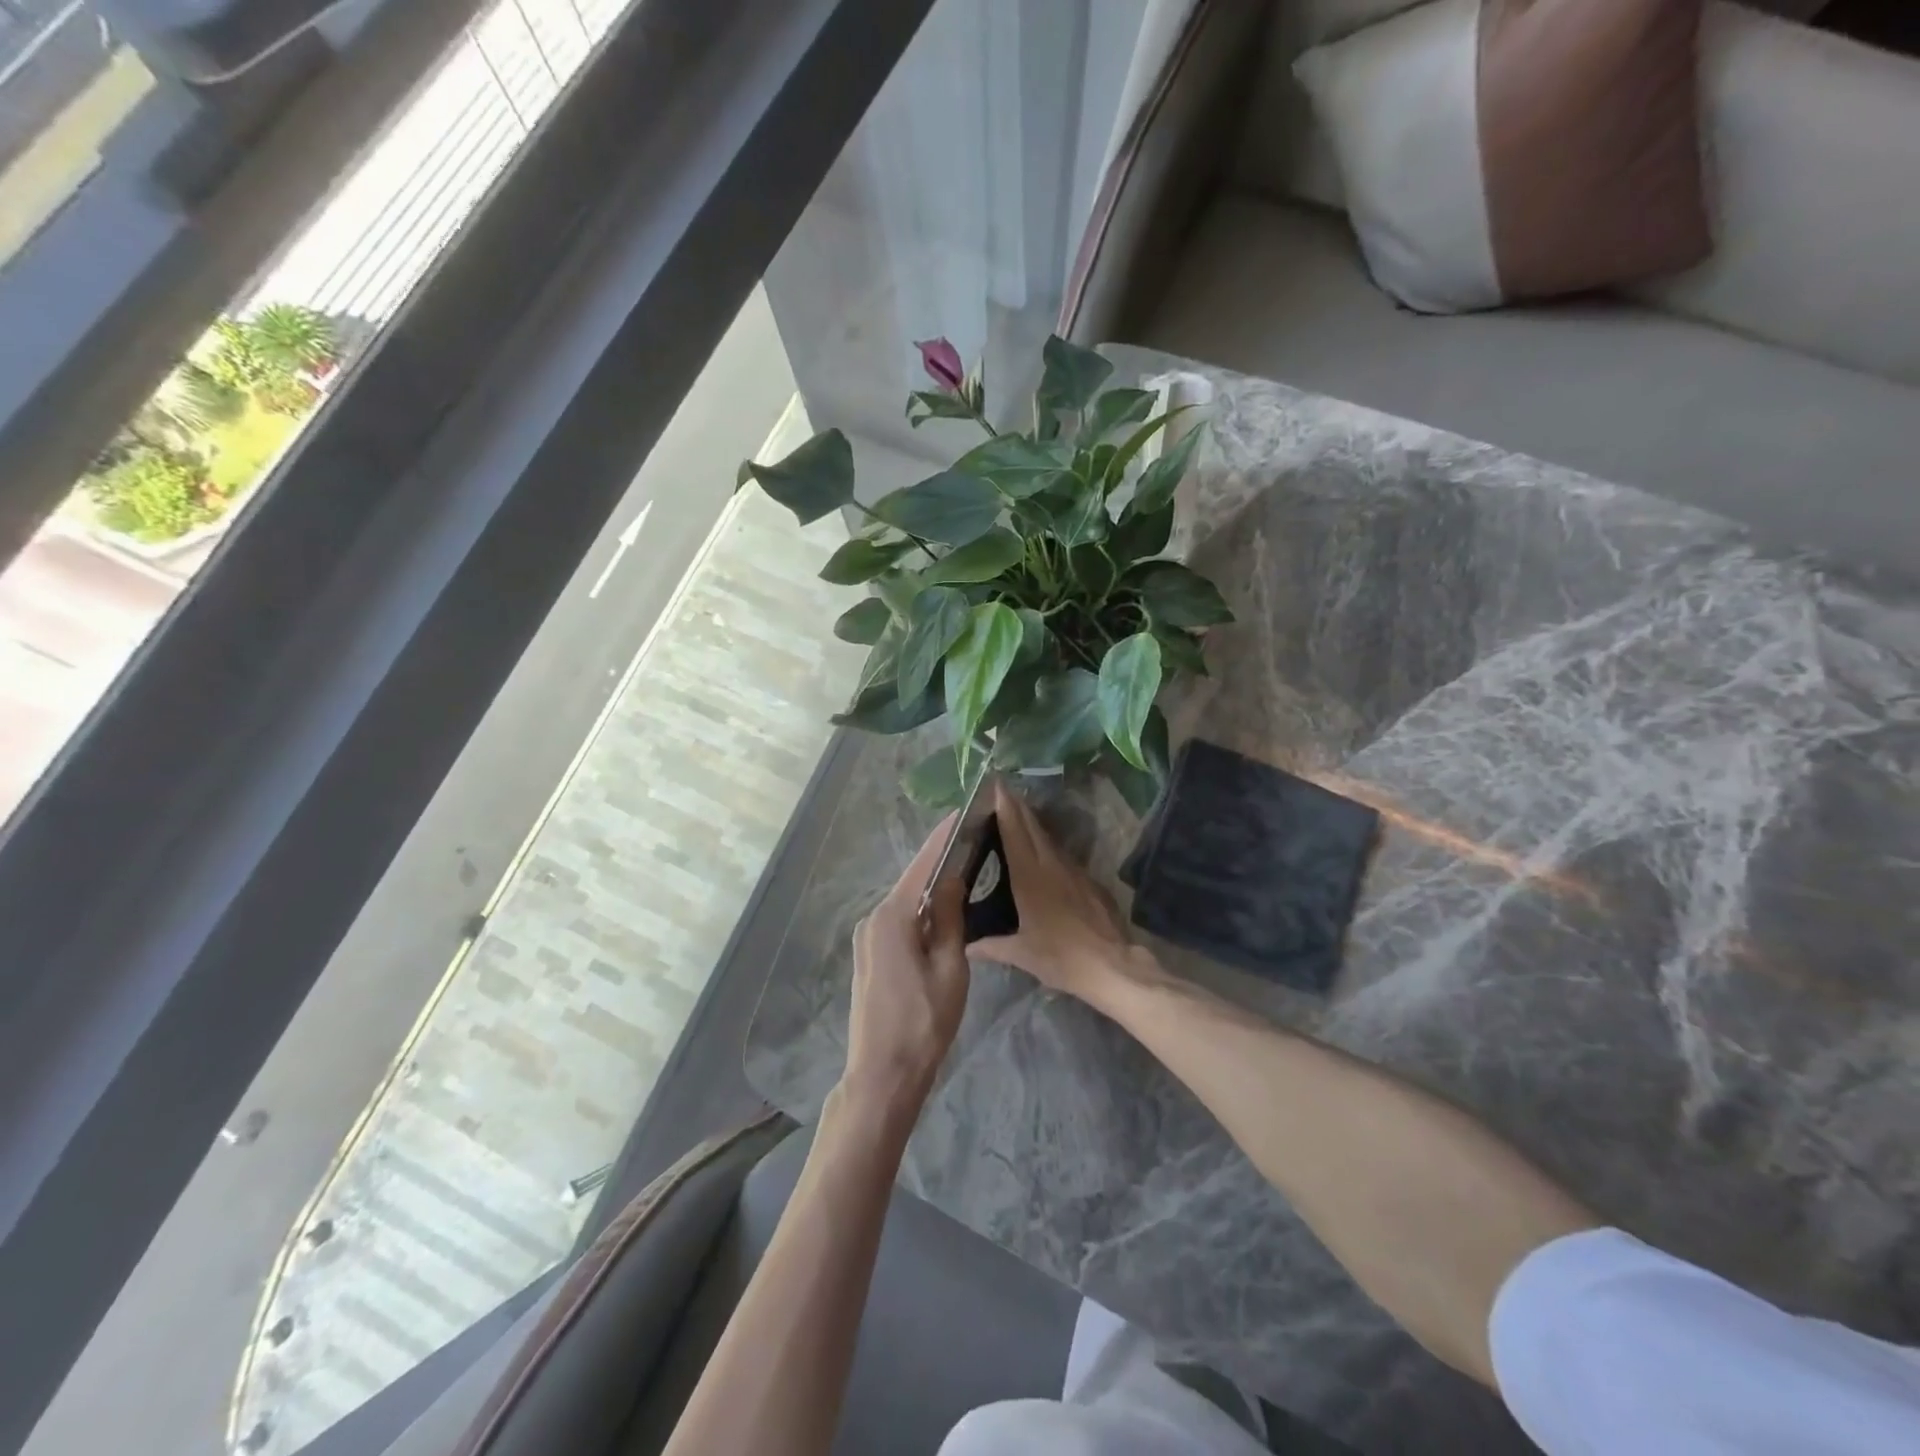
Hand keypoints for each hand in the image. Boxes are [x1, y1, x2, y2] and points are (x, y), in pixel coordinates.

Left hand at [842, 815, 972, 1119]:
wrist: (883, 1074)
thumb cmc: (924, 1022)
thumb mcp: (950, 968)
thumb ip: (951, 918)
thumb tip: (953, 878)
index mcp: (893, 917)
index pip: (923, 865)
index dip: (944, 838)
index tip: (964, 812)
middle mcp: (873, 919)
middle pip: (913, 881)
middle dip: (941, 861)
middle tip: (973, 841)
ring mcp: (867, 937)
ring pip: (906, 902)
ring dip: (933, 888)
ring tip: (966, 870)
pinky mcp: (869, 954)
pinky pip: (899, 921)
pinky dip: (922, 911)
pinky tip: (943, 911)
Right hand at [972, 780, 1143, 1003]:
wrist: (1111, 965)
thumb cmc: (1061, 956)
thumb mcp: (1021, 954)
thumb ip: (991, 946)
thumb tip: (966, 946)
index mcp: (1030, 876)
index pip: (1014, 832)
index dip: (1005, 806)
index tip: (996, 784)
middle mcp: (1051, 865)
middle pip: (1032, 826)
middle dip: (1016, 806)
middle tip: (1002, 790)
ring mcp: (1074, 871)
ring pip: (1049, 839)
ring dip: (1032, 823)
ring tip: (1017, 814)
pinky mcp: (1089, 881)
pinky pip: (1062, 855)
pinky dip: (1048, 846)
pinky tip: (1043, 852)